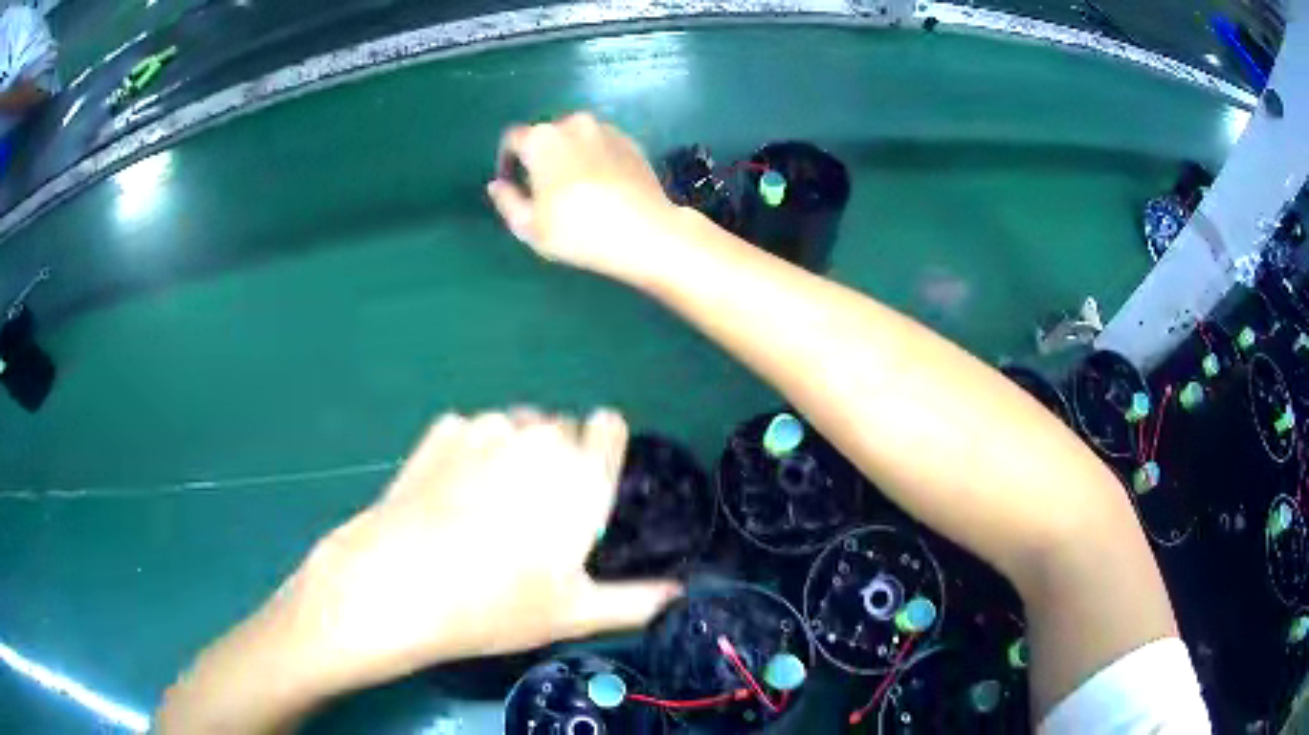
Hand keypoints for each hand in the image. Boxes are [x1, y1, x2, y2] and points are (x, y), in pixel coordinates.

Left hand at [282, 409, 681, 692]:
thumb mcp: (575, 612)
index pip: (609, 426)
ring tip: (486, 506)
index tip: (582, 489)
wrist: (401, 583)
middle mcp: (540, 438)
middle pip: (560, 429)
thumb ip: (636, 600)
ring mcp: (485, 428)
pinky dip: (468, 453)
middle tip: (530, 516)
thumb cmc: (498, 604)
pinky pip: (471, 432)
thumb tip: (679, 593)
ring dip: (511, 453)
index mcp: (582, 475)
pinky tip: (449, 495)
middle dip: (553, 460)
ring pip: (515, 427)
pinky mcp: (441, 431)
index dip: (600, 452)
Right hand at [486, 112, 681, 279]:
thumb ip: (506, 201)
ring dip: (568, 155)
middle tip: (545, 190)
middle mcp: (573, 123)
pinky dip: (594, 157)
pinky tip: (601, 186)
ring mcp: (606, 129)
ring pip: (575, 138)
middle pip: (545, 136)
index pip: (512, 140)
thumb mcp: (529, 226)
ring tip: (575, 188)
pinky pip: (601, 144)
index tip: (513, 185)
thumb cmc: (578, 230)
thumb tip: (497, 185)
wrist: (645, 232)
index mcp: (541, 138)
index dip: (507, 161)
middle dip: (540, 157)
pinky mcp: (631, 141)